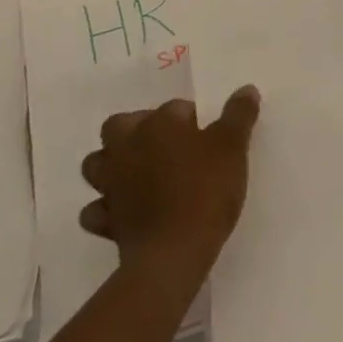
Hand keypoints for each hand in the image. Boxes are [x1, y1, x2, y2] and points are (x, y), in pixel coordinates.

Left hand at [81, 87, 260, 271]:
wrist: (174, 252)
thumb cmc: (206, 189)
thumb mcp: (233, 146)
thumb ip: (239, 115)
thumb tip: (246, 89)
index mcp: (158, 125)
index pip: (174, 107)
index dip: (192, 119)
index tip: (209, 136)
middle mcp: (127, 148)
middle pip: (119, 126)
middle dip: (137, 130)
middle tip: (167, 145)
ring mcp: (111, 185)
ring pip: (97, 164)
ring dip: (113, 164)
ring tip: (140, 172)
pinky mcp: (105, 221)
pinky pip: (96, 209)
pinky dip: (106, 207)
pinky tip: (125, 210)